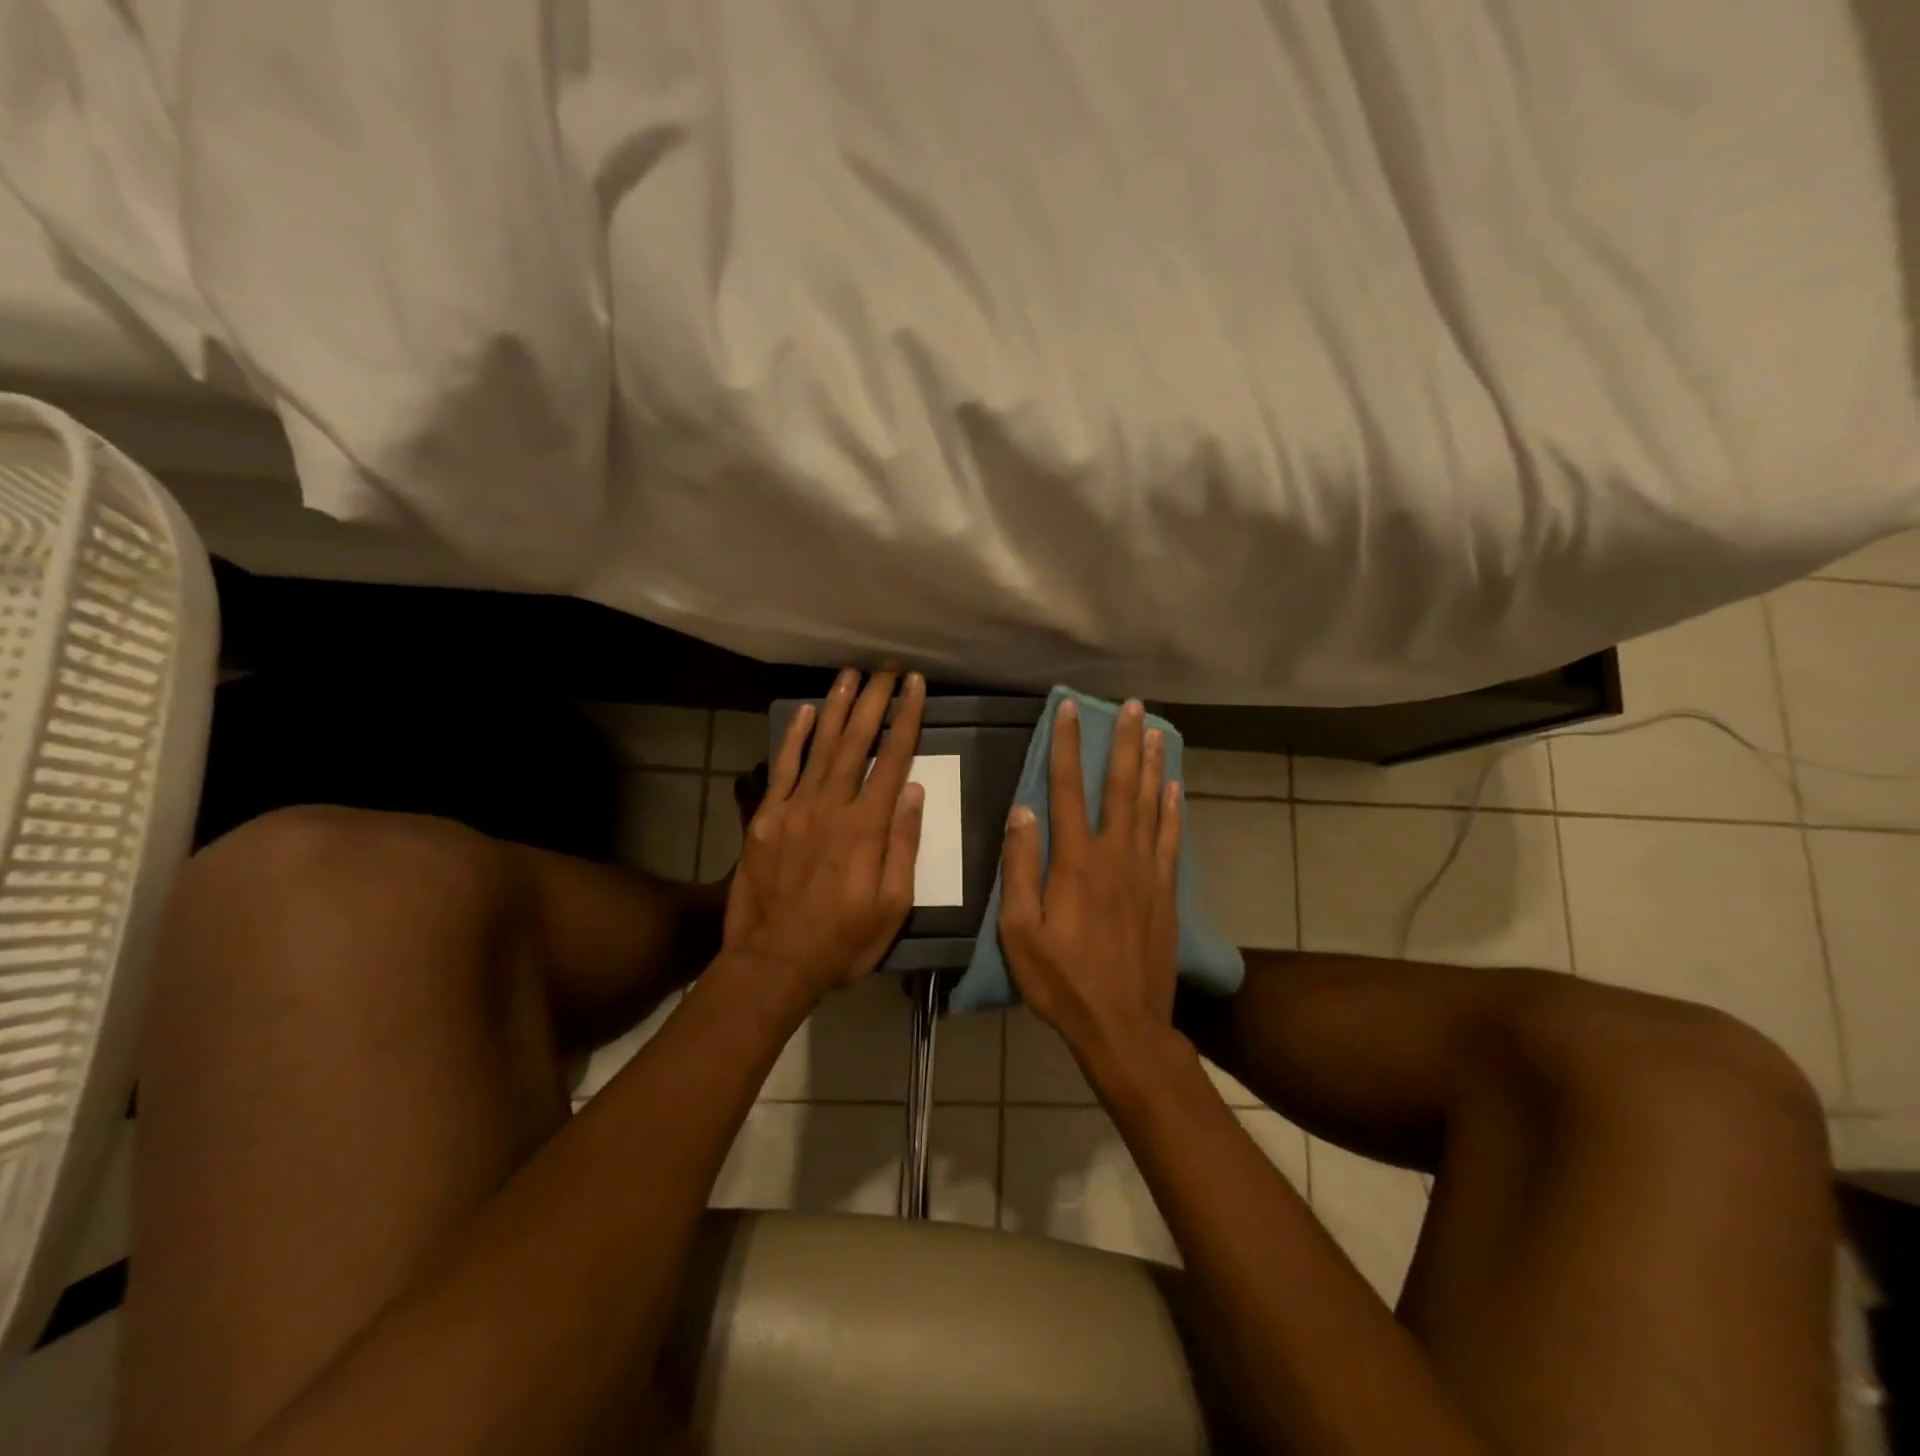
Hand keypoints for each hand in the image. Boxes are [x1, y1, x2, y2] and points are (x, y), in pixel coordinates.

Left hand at [723, 668, 926, 994]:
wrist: (773, 962)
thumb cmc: (844, 940)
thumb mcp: (893, 906)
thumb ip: (903, 845)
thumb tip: (913, 791)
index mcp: (866, 827)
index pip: (892, 760)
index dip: (906, 719)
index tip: (915, 686)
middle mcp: (831, 806)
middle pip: (856, 741)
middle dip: (874, 700)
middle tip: (887, 668)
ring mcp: (794, 808)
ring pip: (820, 746)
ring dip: (837, 707)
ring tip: (851, 674)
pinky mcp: (766, 818)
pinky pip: (782, 768)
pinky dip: (794, 738)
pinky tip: (805, 711)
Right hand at [999, 697, 1182, 1061]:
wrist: (1123, 1025)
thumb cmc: (1062, 981)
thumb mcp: (1020, 931)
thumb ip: (1020, 869)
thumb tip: (1021, 811)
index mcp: (1075, 861)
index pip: (1066, 789)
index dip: (1066, 745)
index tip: (1069, 709)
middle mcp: (1115, 855)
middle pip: (1120, 786)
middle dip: (1124, 742)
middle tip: (1133, 706)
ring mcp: (1147, 872)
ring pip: (1151, 805)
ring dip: (1152, 765)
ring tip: (1156, 731)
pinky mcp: (1165, 892)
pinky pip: (1172, 839)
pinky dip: (1174, 809)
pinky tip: (1175, 788)